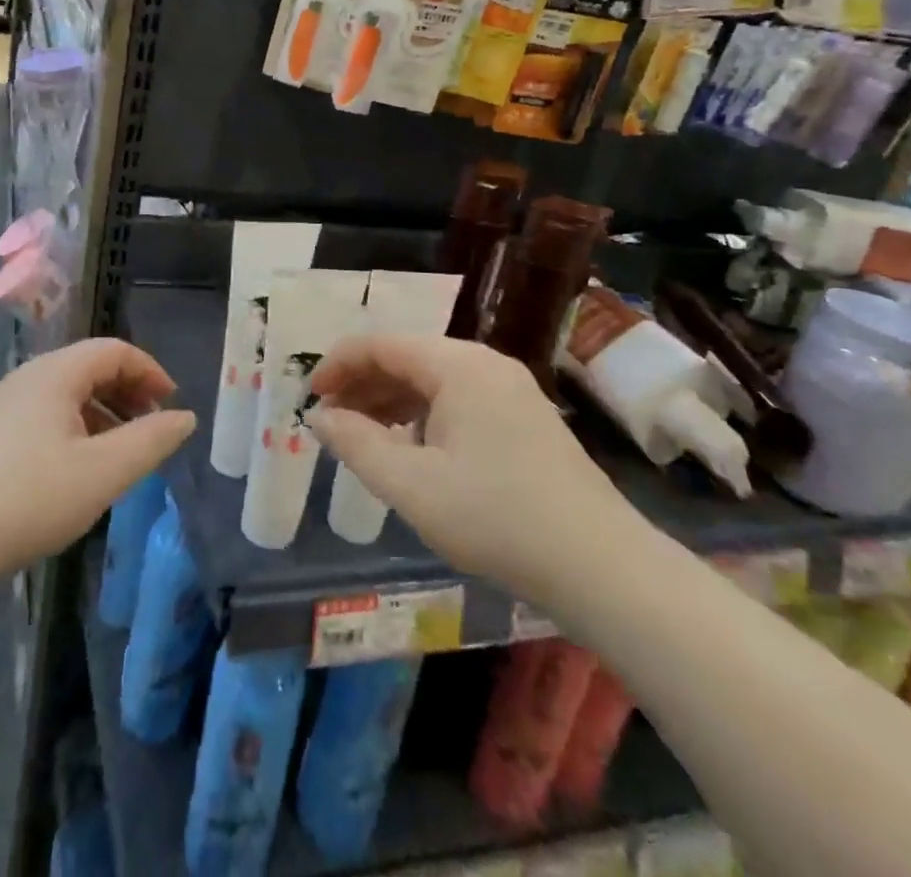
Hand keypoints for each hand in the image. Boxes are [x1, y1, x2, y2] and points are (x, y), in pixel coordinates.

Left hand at [0, 339, 196, 576]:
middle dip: (129, 391)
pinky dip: (79, 428)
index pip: (114, 350)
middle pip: (91, 367)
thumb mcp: (105, 471)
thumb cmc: (33, 498)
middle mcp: (29, 378)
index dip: (150, 371)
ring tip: (124, 451)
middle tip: (152, 427)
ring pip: (69, 393)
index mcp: (55, 373)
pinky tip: (84, 467)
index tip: (171, 405)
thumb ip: (152, 440)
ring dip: (105, 412)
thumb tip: (185, 418)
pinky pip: (49, 414)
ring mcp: (7, 405)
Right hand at [308, 335, 641, 598]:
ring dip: (391, 400)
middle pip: (407, 357)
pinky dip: (423, 414)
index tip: (310, 398)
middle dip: (363, 384)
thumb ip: (356, 444)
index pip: (381, 345)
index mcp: (458, 365)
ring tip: (363, 435)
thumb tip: (319, 418)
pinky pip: (459, 399)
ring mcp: (510, 389)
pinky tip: (412, 448)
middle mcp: (485, 364)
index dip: (338, 365)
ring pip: (433, 379)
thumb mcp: (411, 485)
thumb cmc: (495, 518)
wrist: (600, 566)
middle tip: (331, 420)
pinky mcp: (525, 418)